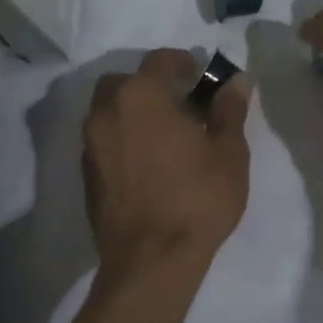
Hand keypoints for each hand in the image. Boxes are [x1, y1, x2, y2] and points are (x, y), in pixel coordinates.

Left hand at [82, 49, 250, 289]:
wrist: (150, 262)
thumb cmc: (196, 199)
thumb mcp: (228, 152)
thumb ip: (229, 110)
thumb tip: (236, 81)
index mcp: (141, 95)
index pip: (161, 60)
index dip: (184, 63)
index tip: (203, 79)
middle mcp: (107, 110)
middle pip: (126, 82)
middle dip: (152, 86)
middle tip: (182, 107)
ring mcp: (91, 143)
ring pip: (110, 110)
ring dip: (134, 112)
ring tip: (165, 136)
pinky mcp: (85, 173)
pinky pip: (104, 139)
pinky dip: (123, 138)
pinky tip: (148, 162)